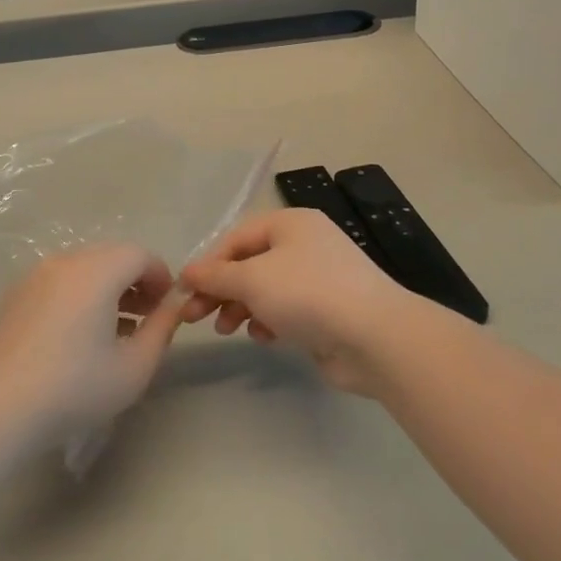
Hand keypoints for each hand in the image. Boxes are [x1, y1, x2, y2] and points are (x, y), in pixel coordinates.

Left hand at [0, 244, 182, 440]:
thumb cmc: (75, 387)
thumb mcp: (135, 366)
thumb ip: (163, 328)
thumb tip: (174, 305)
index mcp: (97, 270)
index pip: (140, 254)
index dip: (161, 276)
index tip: (168, 307)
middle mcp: (66, 260)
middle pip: (111, 256)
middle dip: (135, 280)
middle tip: (147, 316)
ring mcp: (36, 275)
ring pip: (84, 268)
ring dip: (108, 287)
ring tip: (117, 328)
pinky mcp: (15, 294)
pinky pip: (60, 281)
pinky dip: (79, 294)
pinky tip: (80, 335)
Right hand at [180, 209, 420, 396]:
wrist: (375, 337)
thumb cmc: (308, 294)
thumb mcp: (252, 279)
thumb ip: (216, 276)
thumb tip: (187, 272)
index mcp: (290, 223)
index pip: (236, 237)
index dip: (208, 263)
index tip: (185, 292)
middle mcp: (305, 244)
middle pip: (250, 263)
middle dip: (221, 289)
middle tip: (196, 317)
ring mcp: (319, 277)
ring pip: (266, 288)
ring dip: (241, 307)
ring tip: (226, 329)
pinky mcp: (327, 310)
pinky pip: (287, 309)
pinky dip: (269, 320)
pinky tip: (263, 336)